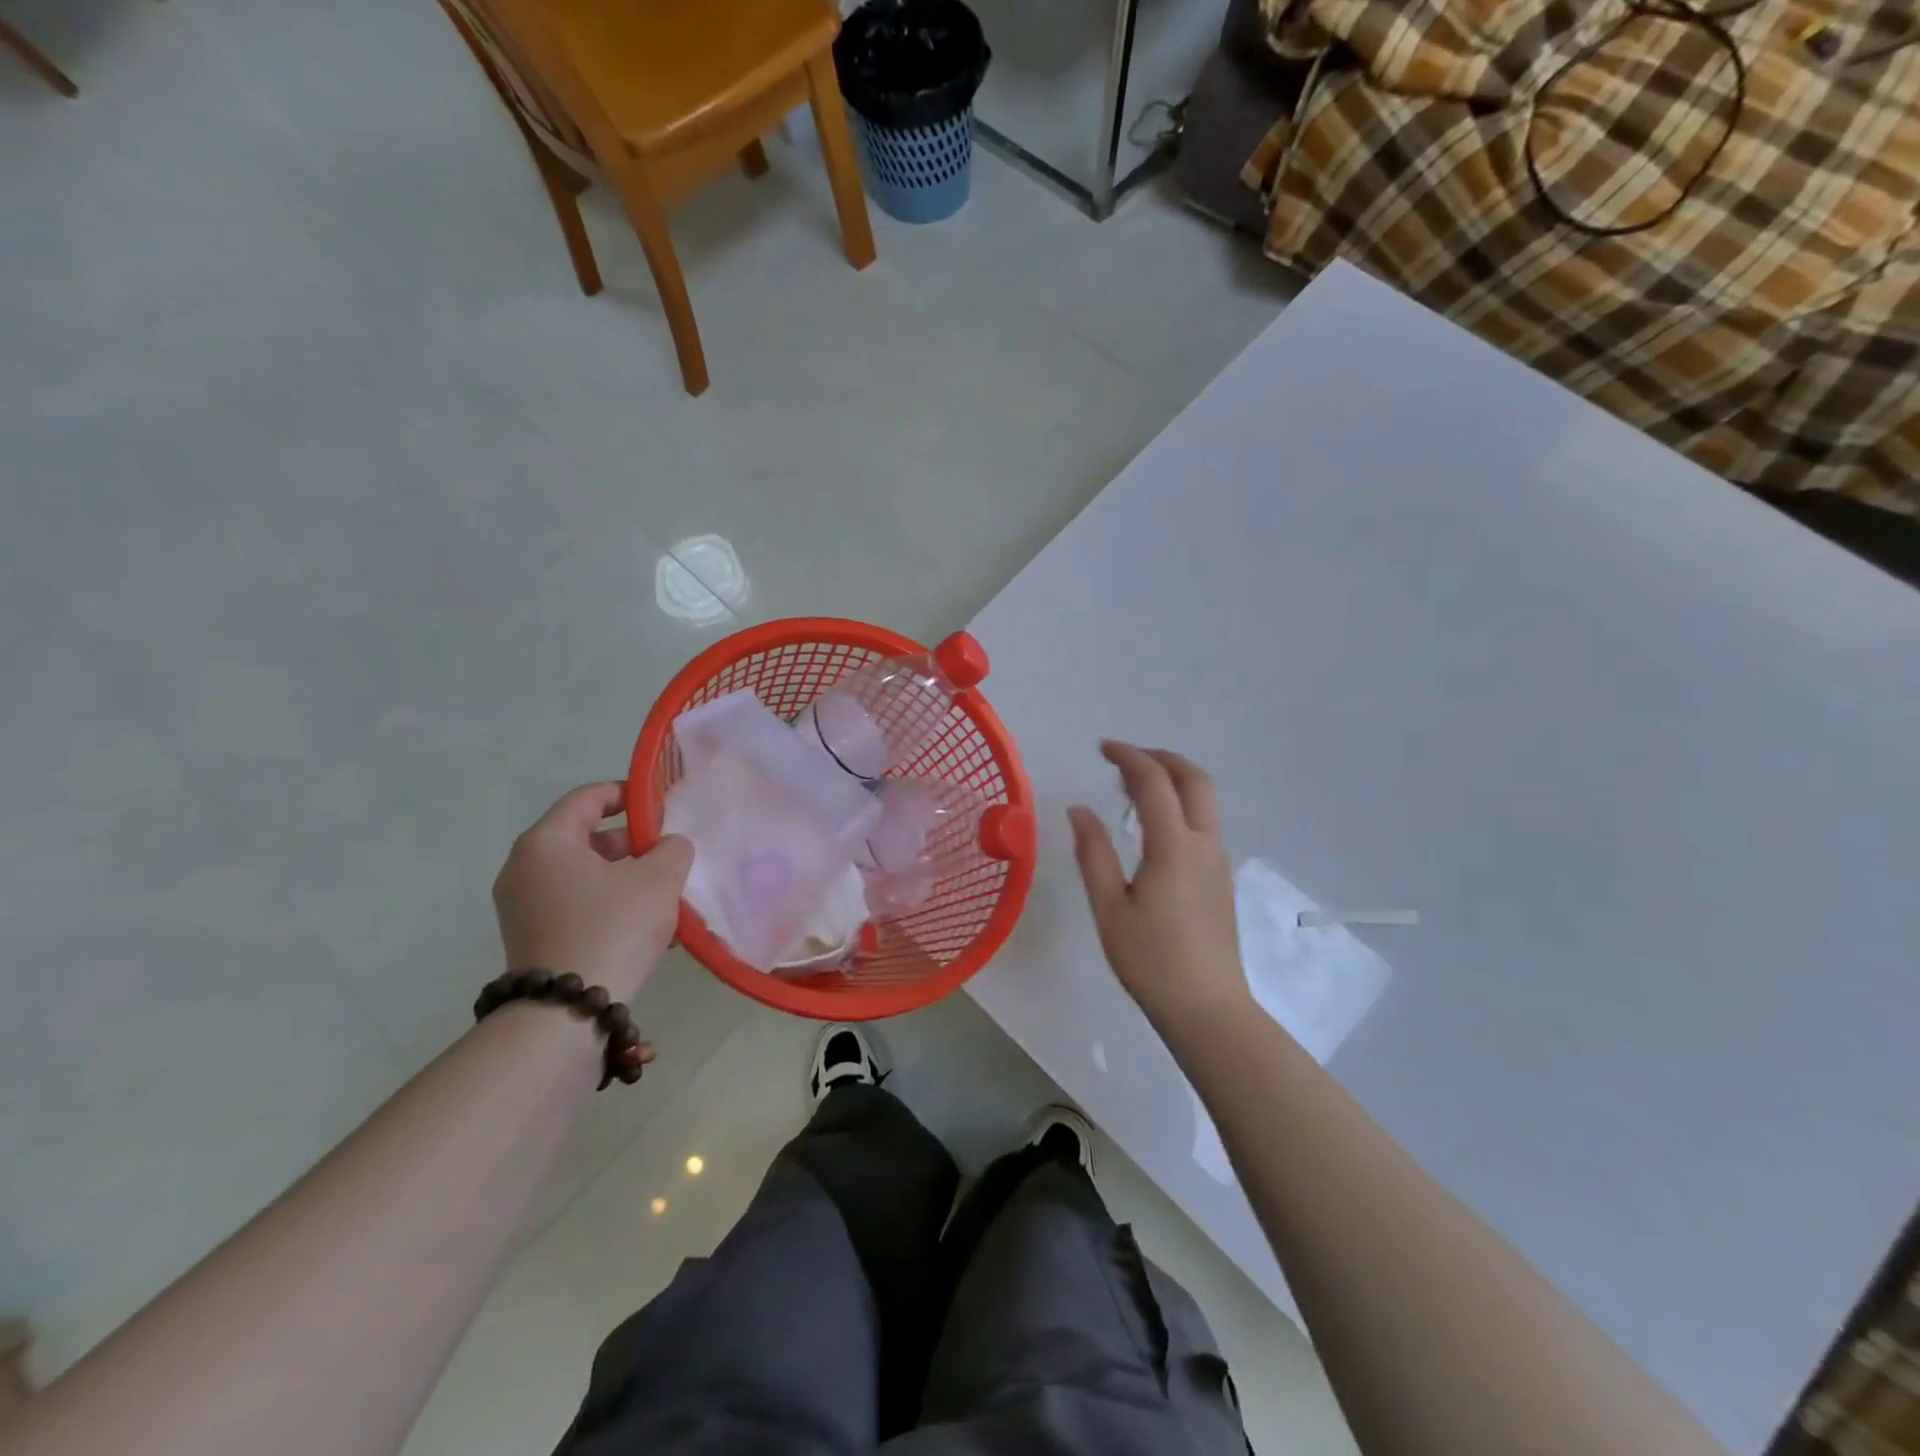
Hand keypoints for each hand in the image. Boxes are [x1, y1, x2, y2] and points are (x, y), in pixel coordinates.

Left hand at [493, 783, 692, 1003]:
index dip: (629, 794)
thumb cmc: (612, 928)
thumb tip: (667, 847)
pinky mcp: (530, 936)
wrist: (566, 1013)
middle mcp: (524, 867)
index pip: (589, 797)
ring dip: (623, 875)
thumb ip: (672, 849)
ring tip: (664, 893)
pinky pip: (575, 902)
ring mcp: (522, 904)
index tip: (662, 805)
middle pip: (585, 836)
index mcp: (546, 841)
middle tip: (668, 853)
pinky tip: (644, 923)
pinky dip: (607, 901)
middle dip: (631, 841)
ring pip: (583, 873)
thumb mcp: (658, 879)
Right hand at [1068, 742, 1250, 1033]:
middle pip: (1194, 779)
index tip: (1102, 748)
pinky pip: (1204, 823)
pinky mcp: (1221, 879)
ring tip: (1132, 789)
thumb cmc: (1151, 961)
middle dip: (1161, 757)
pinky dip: (1180, 805)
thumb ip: (1093, 853)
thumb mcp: (1109, 908)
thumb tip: (1079, 810)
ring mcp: (1218, 861)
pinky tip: (1153, 827)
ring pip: (1204, 800)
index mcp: (1174, 847)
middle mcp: (1204, 844)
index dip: (1128, 757)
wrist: (1208, 1009)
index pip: (1154, 782)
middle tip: (1125, 758)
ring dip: (1173, 780)